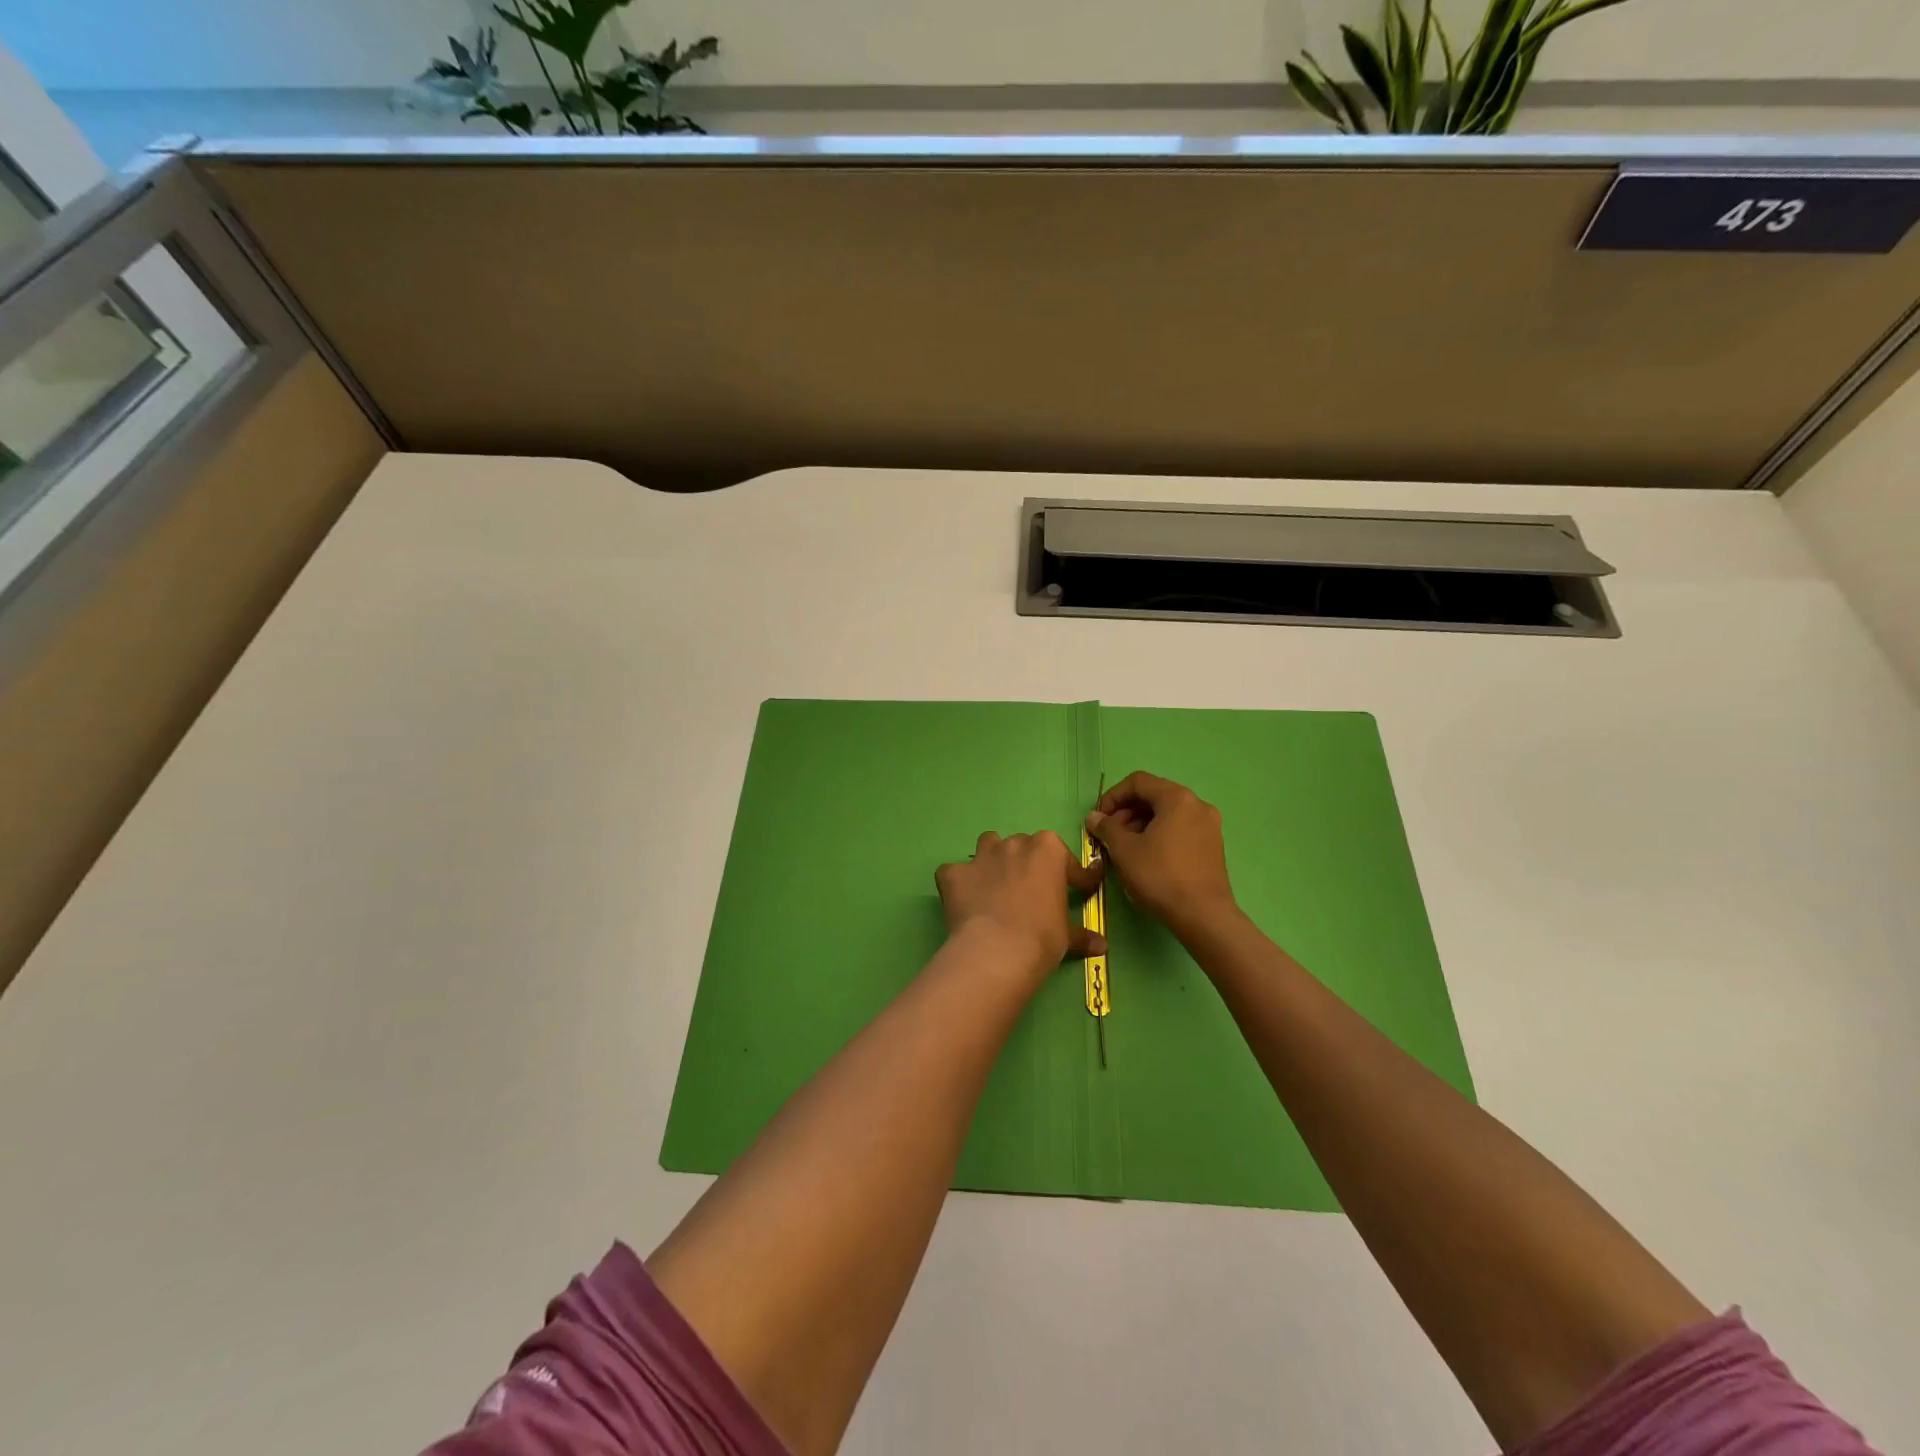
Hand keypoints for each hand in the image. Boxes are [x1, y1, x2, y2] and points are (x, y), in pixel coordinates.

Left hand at [934, 831, 1105, 985]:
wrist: (997, 950)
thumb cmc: (1042, 937)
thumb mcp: (1067, 936)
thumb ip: (1082, 934)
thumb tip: (1101, 945)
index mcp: (1048, 850)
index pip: (1069, 862)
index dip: (1078, 878)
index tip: (1082, 890)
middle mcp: (1015, 844)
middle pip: (1025, 847)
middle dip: (1029, 865)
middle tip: (1032, 893)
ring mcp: (981, 856)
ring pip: (989, 845)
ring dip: (993, 860)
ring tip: (997, 885)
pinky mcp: (954, 874)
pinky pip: (954, 872)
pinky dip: (959, 882)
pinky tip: (964, 899)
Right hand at [1086, 772, 1238, 939]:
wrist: (1203, 916)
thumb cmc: (1160, 876)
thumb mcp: (1124, 850)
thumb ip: (1106, 828)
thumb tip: (1094, 817)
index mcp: (1177, 798)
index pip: (1137, 782)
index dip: (1112, 797)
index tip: (1099, 819)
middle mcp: (1197, 805)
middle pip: (1153, 796)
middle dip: (1126, 812)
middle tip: (1109, 835)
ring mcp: (1209, 826)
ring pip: (1166, 814)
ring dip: (1140, 825)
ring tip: (1124, 849)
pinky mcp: (1213, 846)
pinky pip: (1179, 829)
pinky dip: (1159, 835)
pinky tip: (1146, 857)